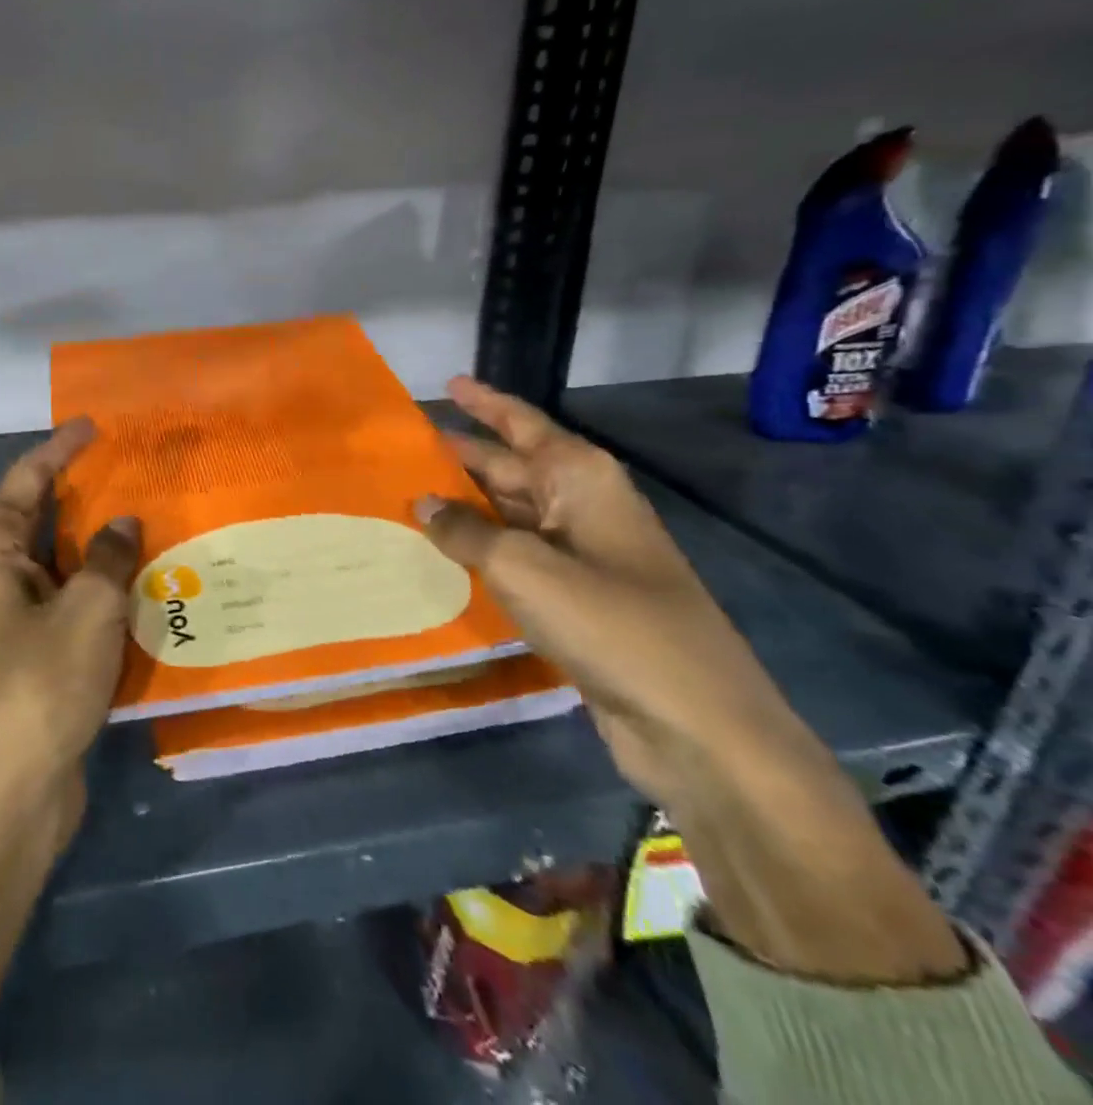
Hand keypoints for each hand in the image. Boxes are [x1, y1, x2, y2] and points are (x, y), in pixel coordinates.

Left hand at [0, 419, 141, 823]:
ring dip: (103, 538)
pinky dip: (106, 579)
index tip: (95, 424)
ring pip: (64, 555)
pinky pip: (75, 593)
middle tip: (138, 463)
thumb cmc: (41, 682)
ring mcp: (17, 608)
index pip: (27, 477)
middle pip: (44, 512)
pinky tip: (148, 571)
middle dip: (87, 489)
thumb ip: (110, 556)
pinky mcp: (39, 642)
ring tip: (154, 509)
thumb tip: (125, 522)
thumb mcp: (87, 609)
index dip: (61, 448)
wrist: (15, 786)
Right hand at [416, 377, 806, 807]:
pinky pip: (519, 555)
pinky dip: (483, 548)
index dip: (484, 402)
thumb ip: (465, 531)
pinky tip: (447, 551)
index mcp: (580, 479)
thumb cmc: (610, 623)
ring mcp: (585, 553)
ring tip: (413, 493)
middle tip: (408, 446)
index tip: (448, 382)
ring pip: (513, 512)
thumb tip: (422, 503)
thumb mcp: (523, 567)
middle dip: (464, 454)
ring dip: (468, 503)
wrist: (695, 722)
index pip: (522, 423)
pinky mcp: (580, 597)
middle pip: (513, 465)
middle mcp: (584, 505)